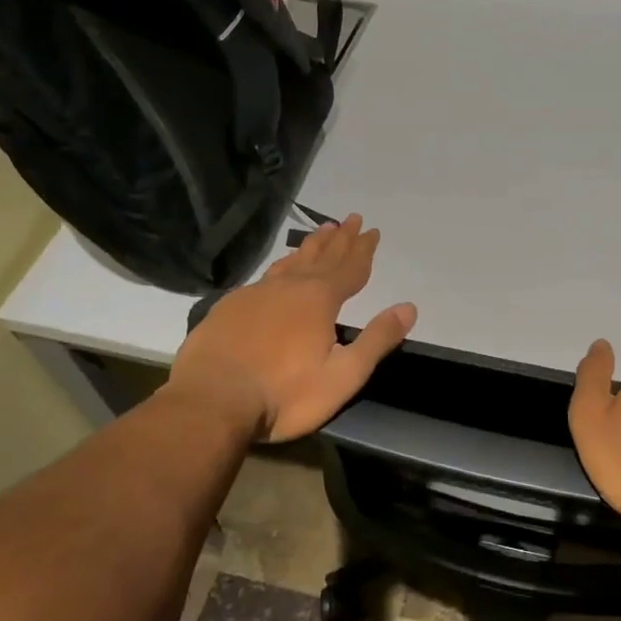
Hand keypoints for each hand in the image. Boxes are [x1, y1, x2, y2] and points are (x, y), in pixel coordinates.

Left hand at [166, 215, 416, 441]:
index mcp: (318, 300)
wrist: (211, 402)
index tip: (372, 230)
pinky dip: (281, 267)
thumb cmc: (284, 394)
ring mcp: (254, 294)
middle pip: (320, 256)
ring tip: (321, 231)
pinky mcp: (229, 308)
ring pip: (290, 262)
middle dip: (340, 239)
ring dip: (310, 246)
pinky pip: (265, 277)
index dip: (363, 250)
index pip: (349, 268)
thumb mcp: (343, 375)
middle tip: (351, 219)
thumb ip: (376, 340)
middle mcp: (288, 287)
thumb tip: (409, 307)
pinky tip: (279, 272)